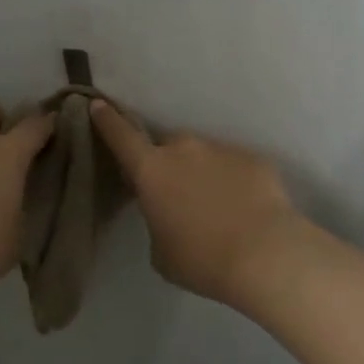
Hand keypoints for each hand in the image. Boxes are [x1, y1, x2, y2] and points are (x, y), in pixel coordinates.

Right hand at [89, 100, 301, 307]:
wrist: (265, 254)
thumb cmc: (201, 259)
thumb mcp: (161, 251)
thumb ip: (157, 221)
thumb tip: (170, 213)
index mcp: (152, 170)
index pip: (122, 137)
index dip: (108, 120)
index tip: (98, 104)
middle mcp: (184, 149)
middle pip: (169, 147)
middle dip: (169, 163)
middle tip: (179, 194)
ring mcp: (222, 149)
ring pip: (204, 155)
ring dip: (203, 173)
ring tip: (218, 208)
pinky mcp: (253, 158)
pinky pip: (235, 166)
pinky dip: (234, 181)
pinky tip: (245, 209)